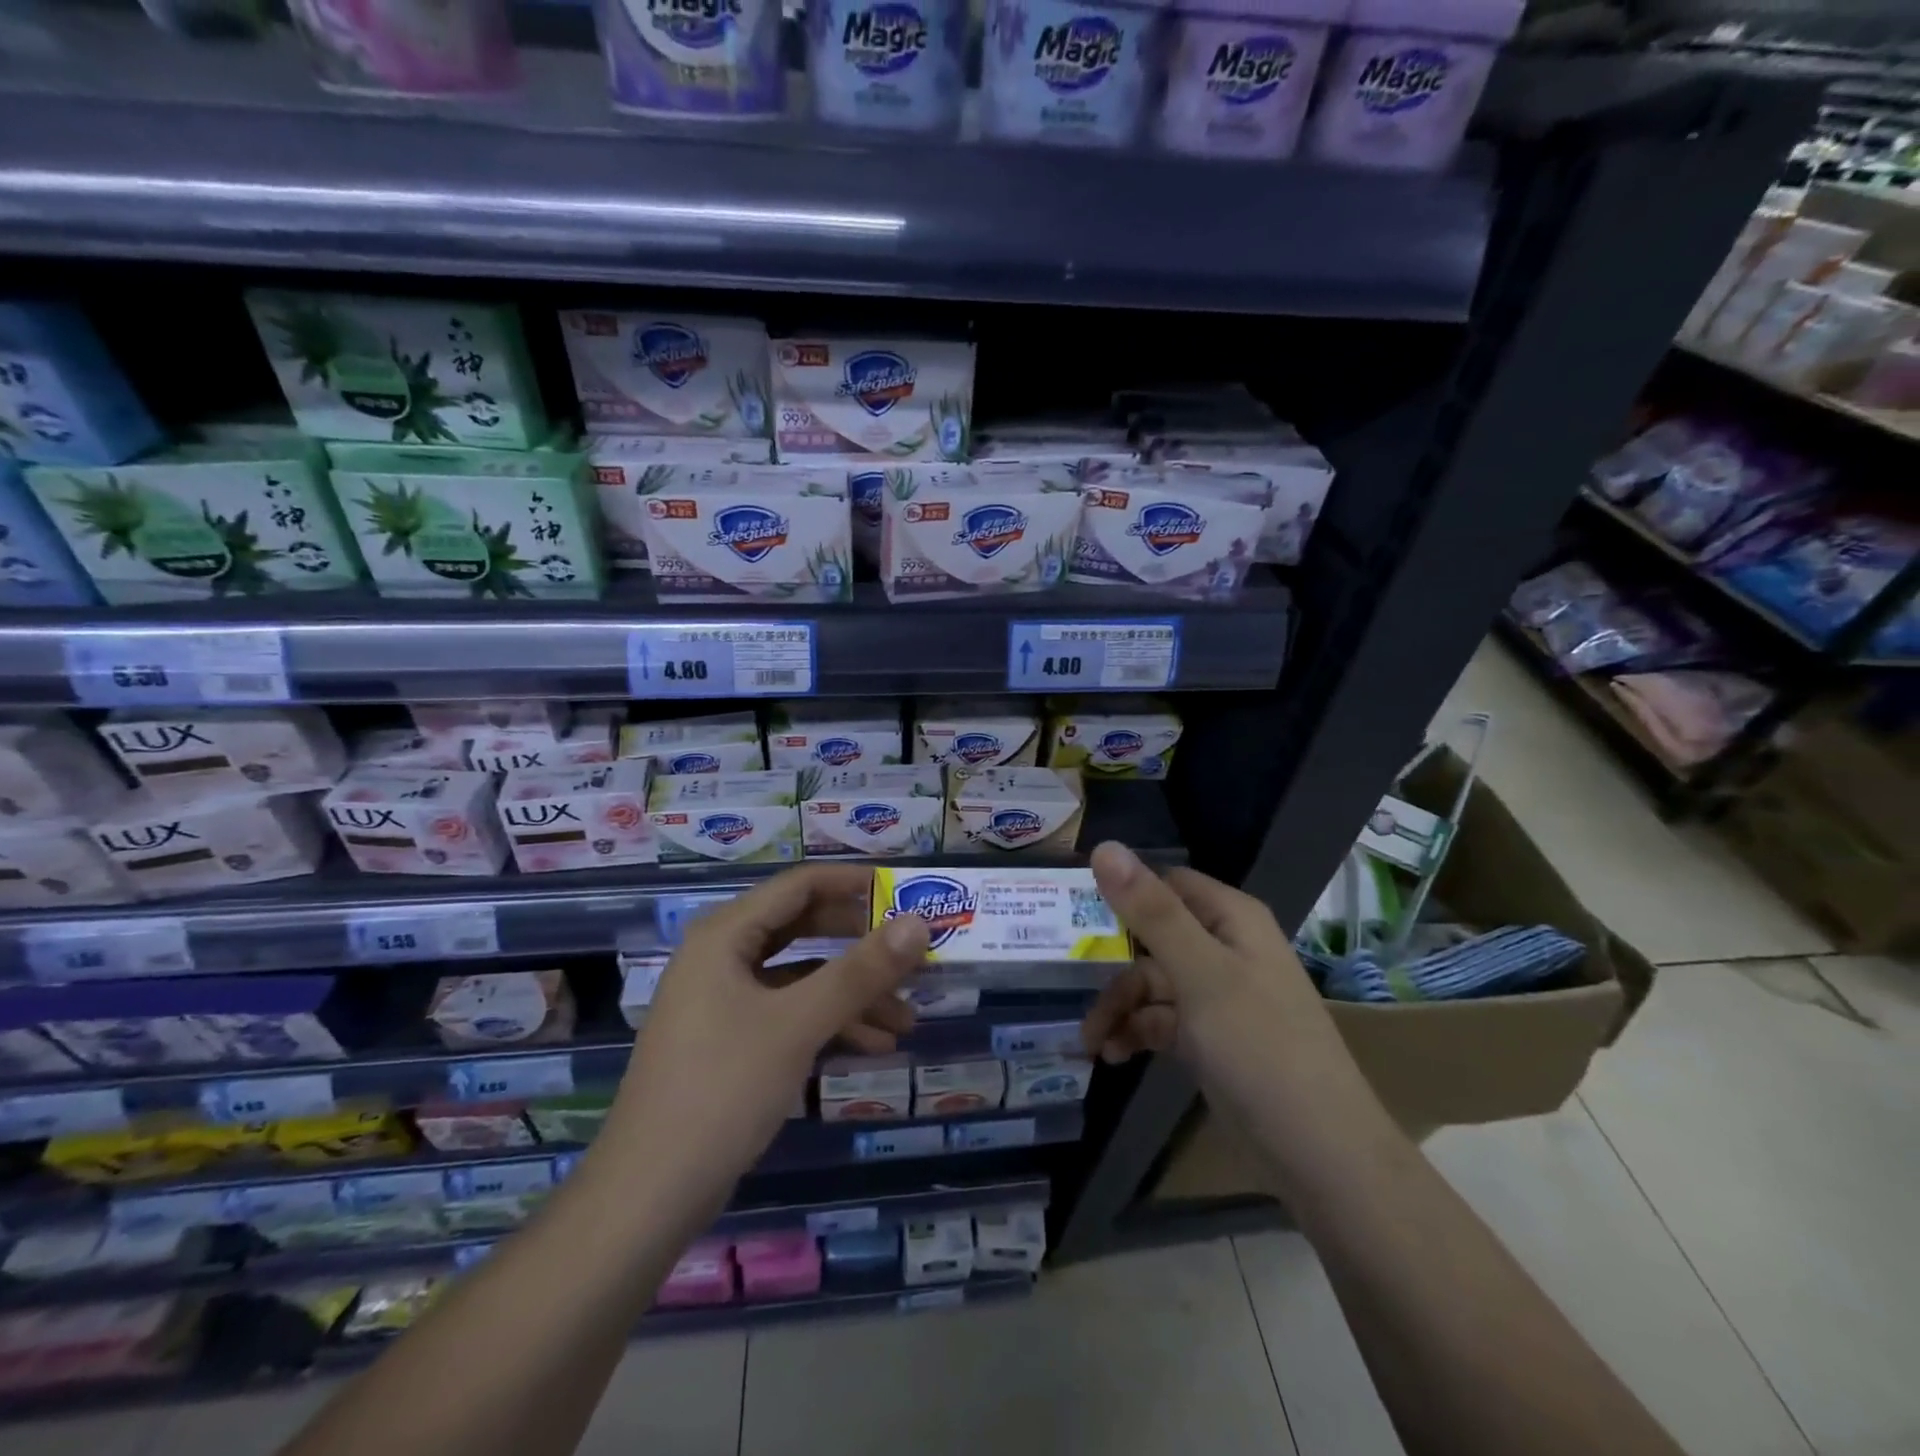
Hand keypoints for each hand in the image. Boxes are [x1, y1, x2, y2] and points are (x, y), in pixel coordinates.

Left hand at [600, 864, 929, 1208]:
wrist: (648, 1195)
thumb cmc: (722, 1089)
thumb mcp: (798, 1024)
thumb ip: (860, 972)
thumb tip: (920, 924)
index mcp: (725, 935)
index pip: (799, 885)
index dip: (852, 883)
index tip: (903, 890)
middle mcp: (722, 957)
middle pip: (802, 928)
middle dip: (859, 943)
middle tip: (909, 952)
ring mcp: (723, 1001)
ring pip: (800, 977)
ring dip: (852, 992)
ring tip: (906, 1018)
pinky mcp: (730, 1042)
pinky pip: (789, 1013)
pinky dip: (829, 1023)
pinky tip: (873, 1046)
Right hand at [1080, 842, 1335, 1072]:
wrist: (1318, 1151)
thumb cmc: (1260, 1046)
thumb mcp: (1200, 973)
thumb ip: (1151, 912)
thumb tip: (1104, 847)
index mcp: (1230, 918)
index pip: (1164, 885)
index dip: (1121, 895)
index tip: (1073, 915)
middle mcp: (1224, 947)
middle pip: (1151, 937)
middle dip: (1111, 965)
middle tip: (1070, 986)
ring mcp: (1218, 994)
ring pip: (1152, 983)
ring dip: (1119, 1007)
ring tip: (1090, 1042)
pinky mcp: (1211, 1035)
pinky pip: (1162, 1020)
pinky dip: (1136, 1033)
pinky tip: (1112, 1055)